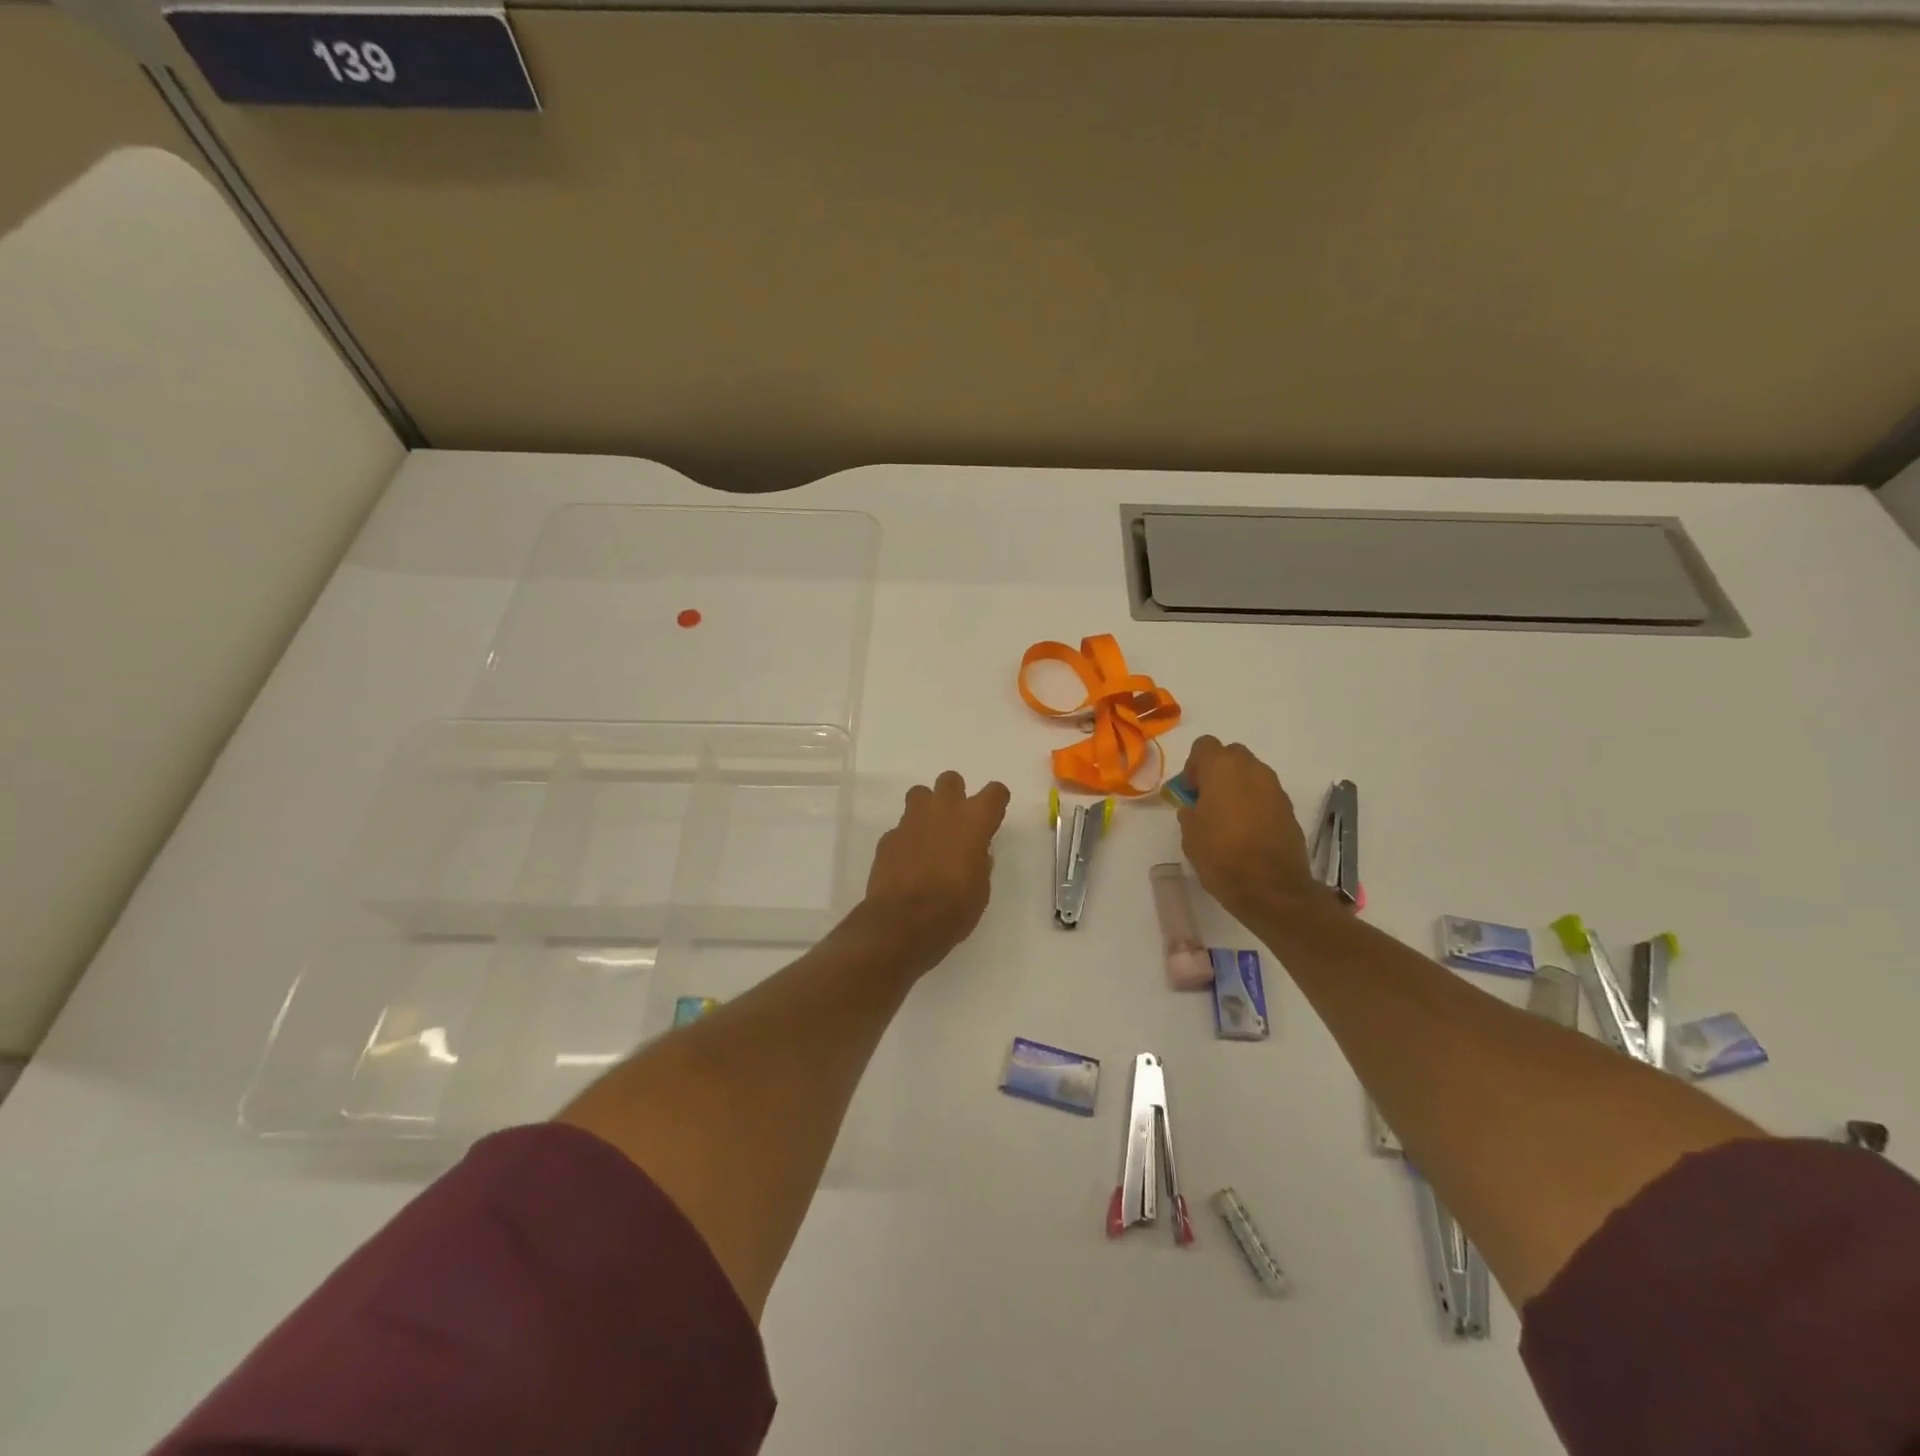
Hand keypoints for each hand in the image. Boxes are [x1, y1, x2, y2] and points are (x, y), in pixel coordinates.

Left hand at [859, 771, 1010, 978]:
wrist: (903, 923)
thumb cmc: (954, 909)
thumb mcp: (981, 889)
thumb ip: (979, 861)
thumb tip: (975, 853)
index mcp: (974, 820)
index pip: (995, 792)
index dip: (995, 802)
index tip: (992, 819)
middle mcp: (943, 810)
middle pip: (951, 780)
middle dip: (954, 795)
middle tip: (955, 822)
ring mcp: (911, 820)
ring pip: (920, 794)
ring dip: (926, 809)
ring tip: (928, 836)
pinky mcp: (888, 837)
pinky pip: (901, 828)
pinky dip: (906, 839)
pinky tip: (907, 862)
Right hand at [1175, 736, 1323, 924]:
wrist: (1271, 889)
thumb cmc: (1221, 856)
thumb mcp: (1190, 835)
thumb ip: (1190, 812)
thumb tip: (1195, 808)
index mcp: (1222, 769)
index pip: (1204, 746)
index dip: (1193, 766)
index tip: (1190, 792)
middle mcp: (1252, 770)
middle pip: (1231, 755)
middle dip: (1218, 772)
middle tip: (1207, 801)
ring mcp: (1275, 789)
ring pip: (1251, 774)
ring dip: (1238, 787)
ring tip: (1228, 819)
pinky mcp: (1289, 809)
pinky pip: (1266, 795)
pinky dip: (1255, 804)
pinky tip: (1247, 832)